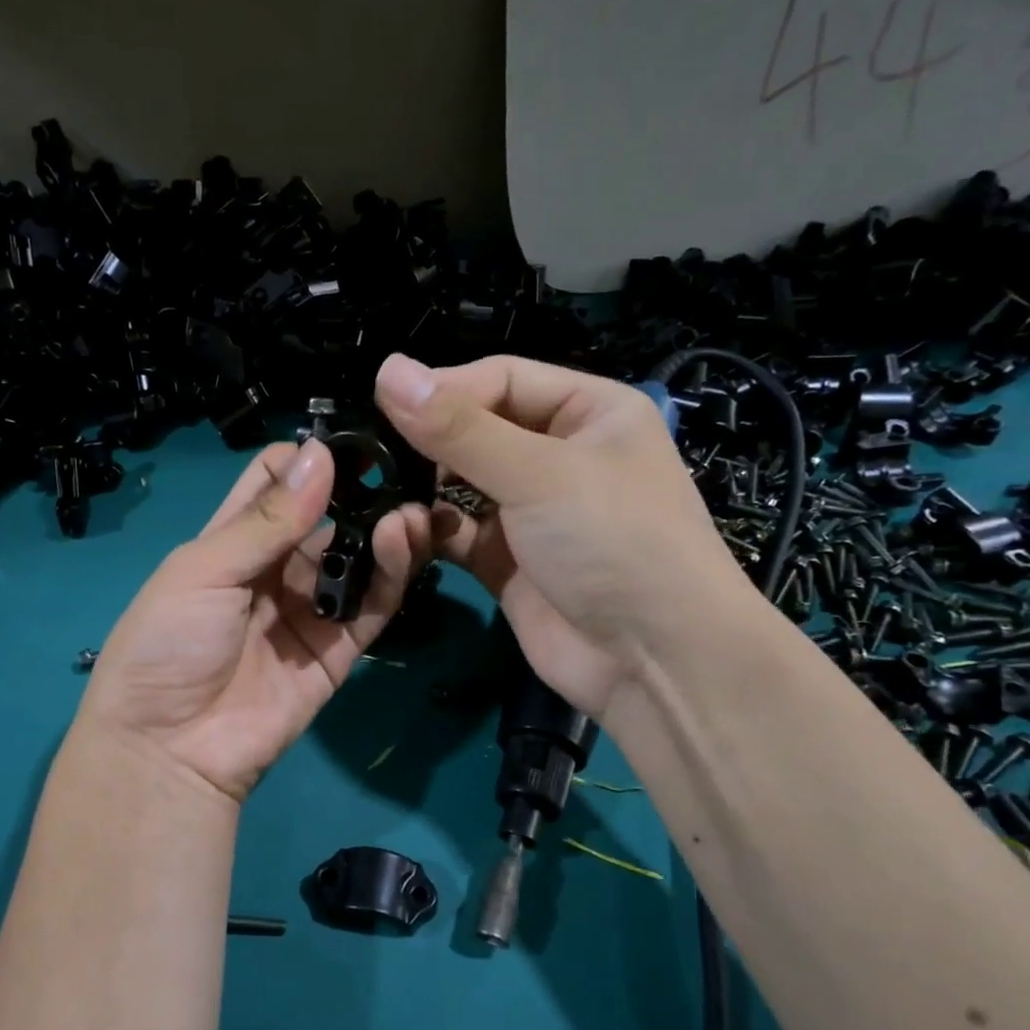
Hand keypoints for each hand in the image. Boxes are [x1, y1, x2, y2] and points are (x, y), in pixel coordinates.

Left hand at [78, 438, 430, 802]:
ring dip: (384, 532)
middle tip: (405, 467)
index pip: (277, 486)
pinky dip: (392, 577)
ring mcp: (308, 612)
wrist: (169, 748)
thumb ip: (265, 521)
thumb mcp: (203, 571)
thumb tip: (319, 454)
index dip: (310, 460)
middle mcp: (274, 572)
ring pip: (356, 562)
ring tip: (410, 506)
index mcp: (231, 543)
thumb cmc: (167, 645)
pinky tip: (404, 542)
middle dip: (361, 494)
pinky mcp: (337, 653)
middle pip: (327, 522)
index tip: (353, 437)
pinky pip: (371, 608)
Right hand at [374, 351, 751, 716]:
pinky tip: (404, 534)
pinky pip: (456, 533)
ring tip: (388, 497)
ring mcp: (529, 513)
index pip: (500, 380)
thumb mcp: (539, 473)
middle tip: (377, 456)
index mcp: (588, 412)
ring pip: (459, 485)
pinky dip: (429, 533)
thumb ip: (459, 428)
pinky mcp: (505, 562)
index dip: (445, 390)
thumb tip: (387, 369)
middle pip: (475, 432)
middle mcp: (558, 456)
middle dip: (429, 444)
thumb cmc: (613, 542)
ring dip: (424, 490)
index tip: (385, 406)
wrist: (652, 660)